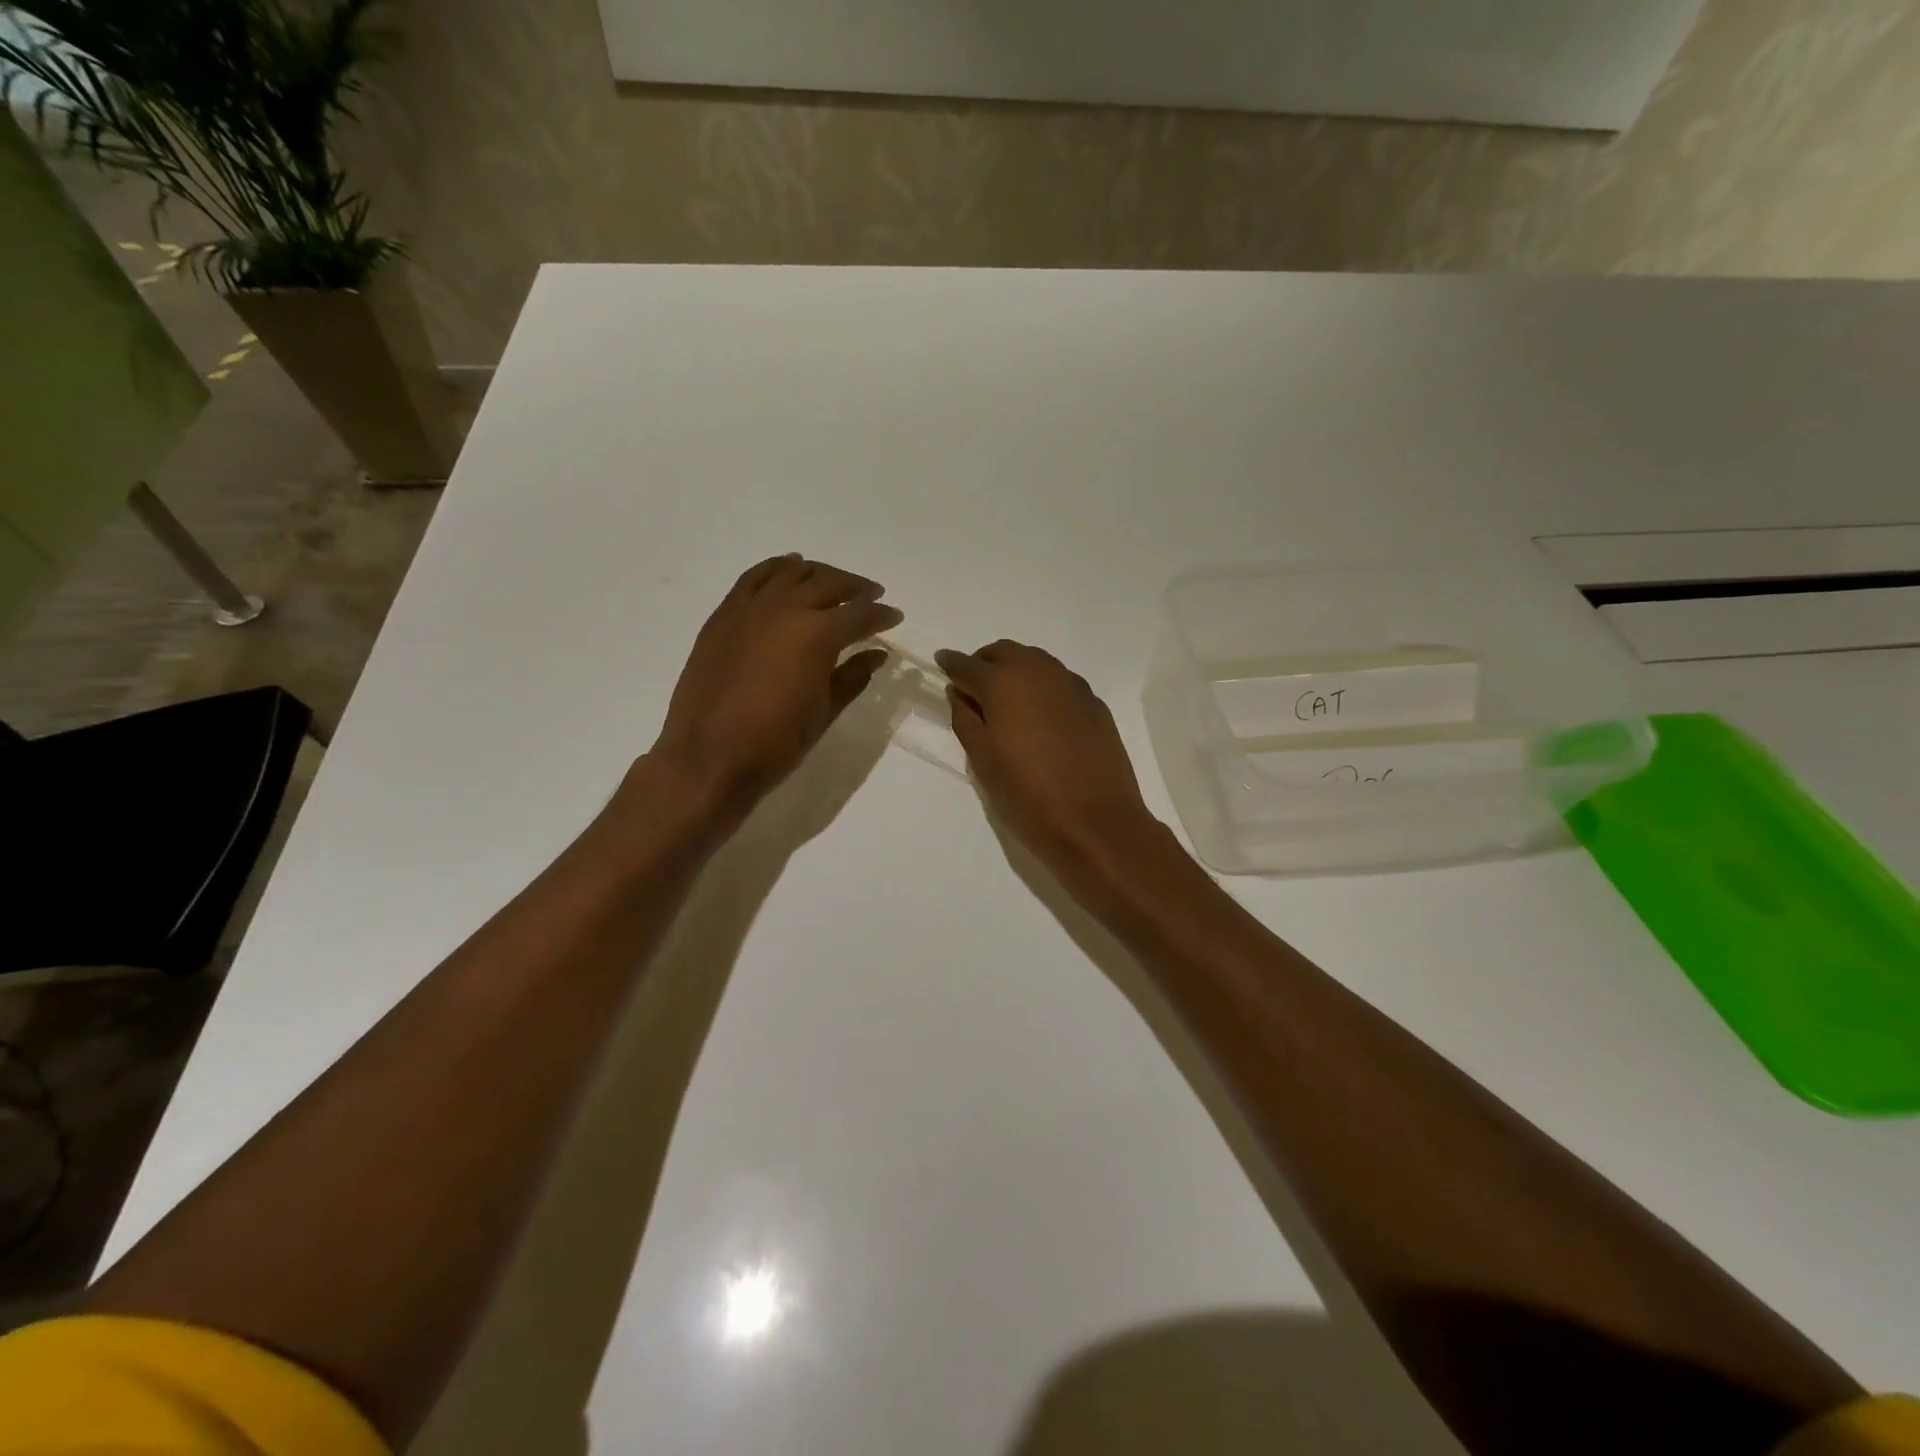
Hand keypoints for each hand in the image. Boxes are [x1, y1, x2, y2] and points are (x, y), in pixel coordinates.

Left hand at [651, 555, 902, 817]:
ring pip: (792, 573)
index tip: (895, 617)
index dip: (882, 615)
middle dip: (856, 589)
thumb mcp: (824, 712)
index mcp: (817, 635)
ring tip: (834, 584)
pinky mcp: (724, 615)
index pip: (860, 614)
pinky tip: (790, 570)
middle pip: (829, 583)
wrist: (708, 758)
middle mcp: (786, 609)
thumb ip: (853, 676)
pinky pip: (755, 578)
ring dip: (820, 574)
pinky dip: (777, 568)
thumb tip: (876, 654)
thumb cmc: (776, 743)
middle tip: (871, 597)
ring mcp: (750, 608)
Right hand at [935, 640, 1160, 878]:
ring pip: (1035, 662)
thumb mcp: (983, 761)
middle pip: (1004, 652)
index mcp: (1004, 683)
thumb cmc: (1028, 796)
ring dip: (1015, 670)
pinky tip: (1040, 716)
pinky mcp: (1094, 703)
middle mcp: (1039, 671)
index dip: (951, 664)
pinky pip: (1059, 681)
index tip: (941, 663)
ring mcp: (1072, 685)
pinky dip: (1041, 687)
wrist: (1097, 824)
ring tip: (1005, 700)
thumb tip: (960, 693)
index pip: (967, 664)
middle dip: (984, 663)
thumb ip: (965, 719)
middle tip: (972, 687)